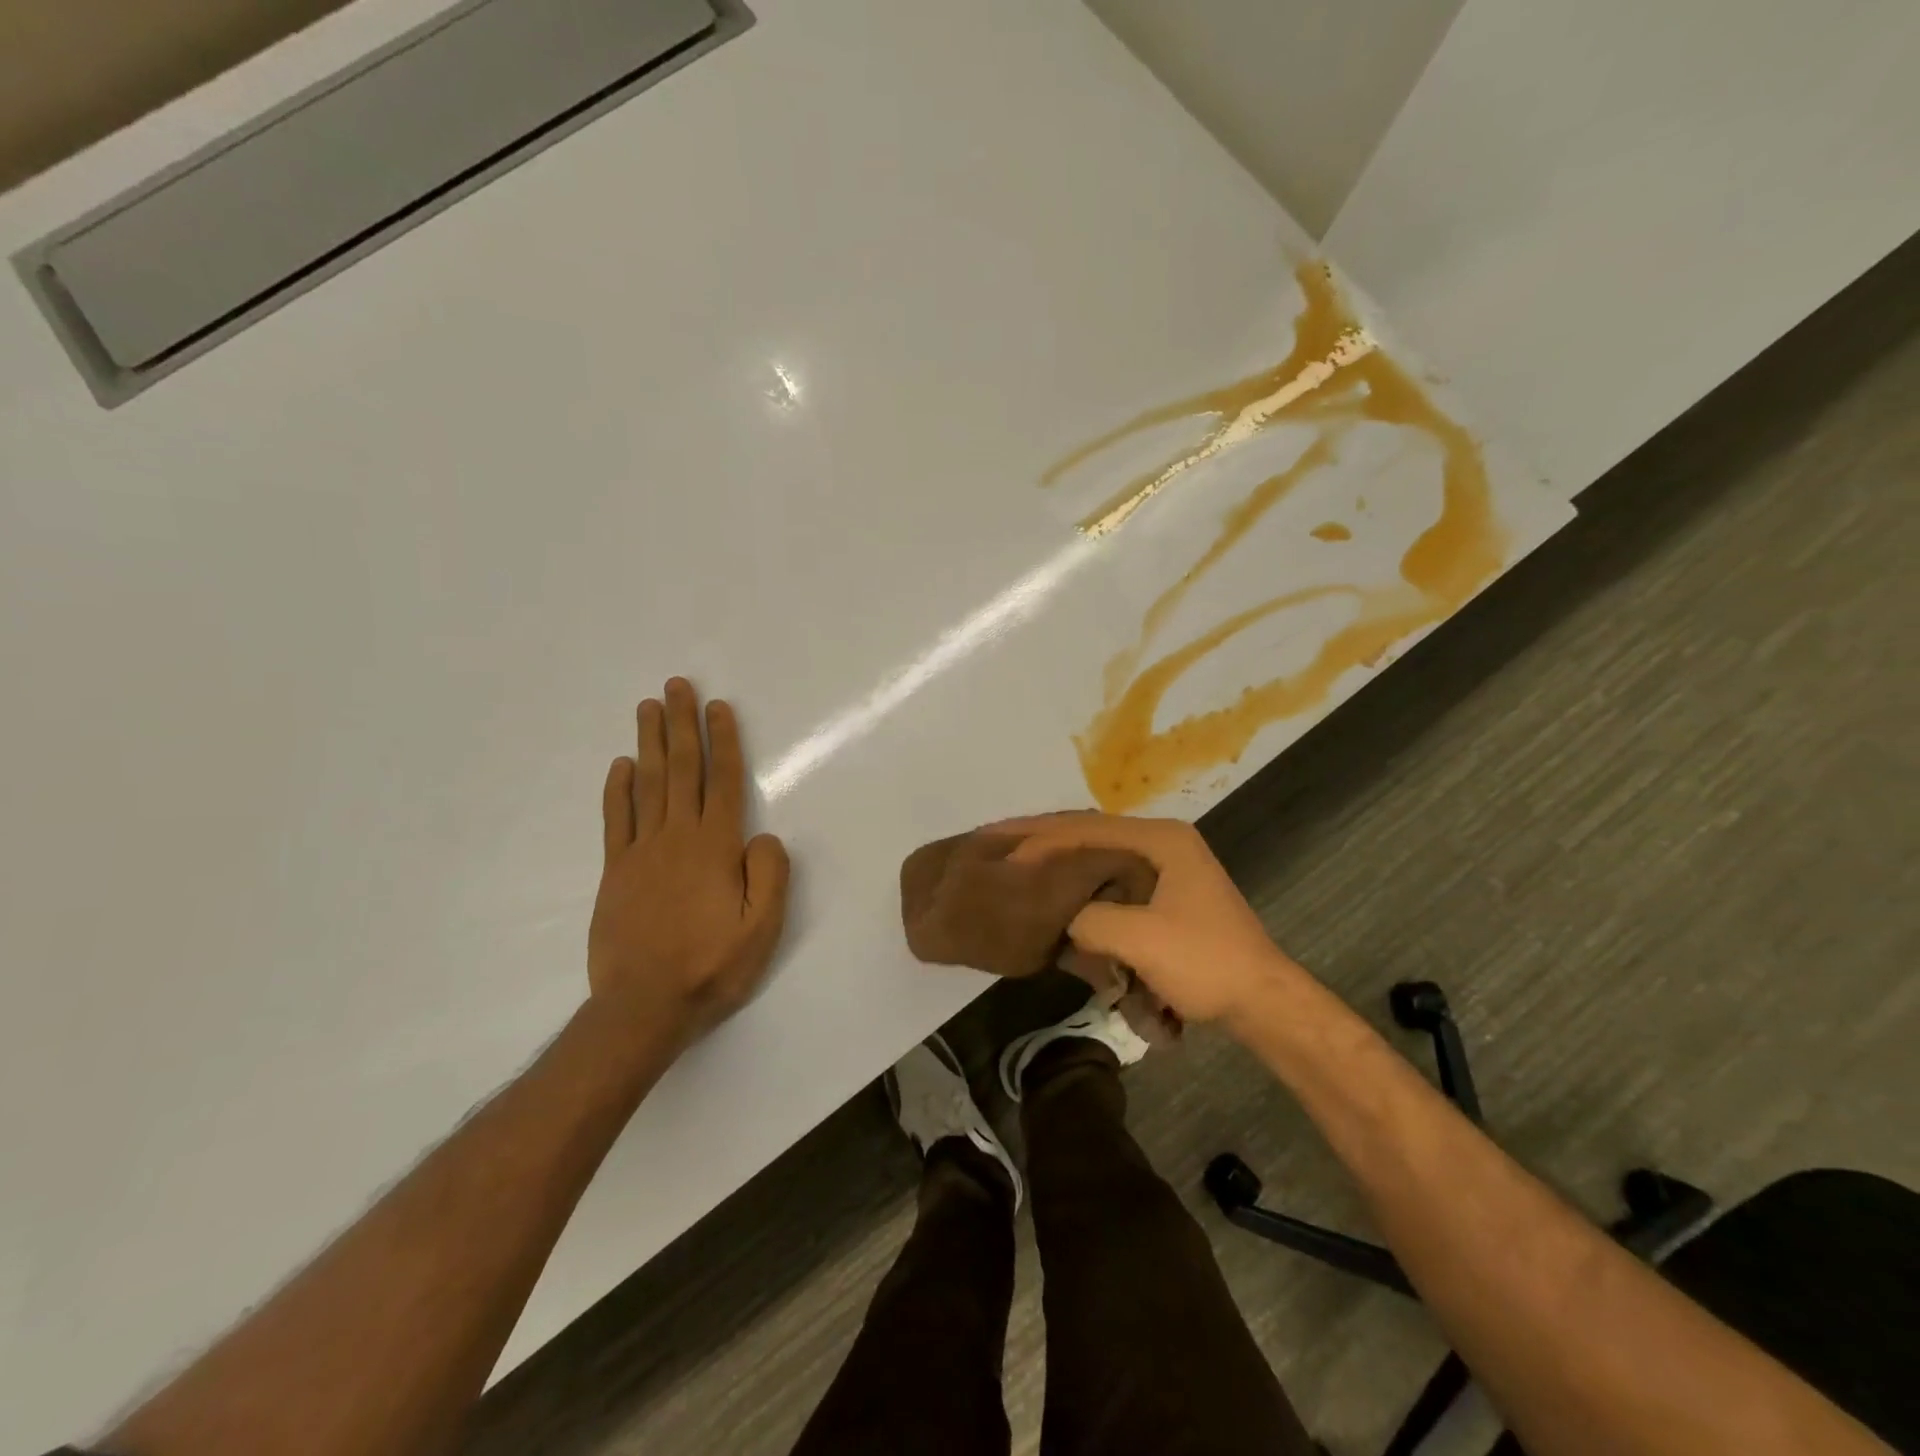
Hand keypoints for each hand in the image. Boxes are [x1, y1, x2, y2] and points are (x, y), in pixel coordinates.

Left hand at [589, 678, 790, 1047]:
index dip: (723, 741)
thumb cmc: (712, 966)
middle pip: (681, 769)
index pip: (722, 781)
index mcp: (715, 847)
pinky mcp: (616, 871)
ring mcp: (641, 852)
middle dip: (681, 724)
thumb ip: (770, 875)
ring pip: (647, 784)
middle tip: (676, 686)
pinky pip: (616, 819)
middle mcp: (677, 837)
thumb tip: (763, 836)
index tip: (718, 707)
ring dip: (649, 743)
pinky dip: (617, 789)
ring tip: (648, 707)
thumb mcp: (763, 928)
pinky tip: (620, 765)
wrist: (643, 1006)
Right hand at [994, 812, 1302, 1023]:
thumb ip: (1088, 919)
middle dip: (1046, 838)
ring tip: (1020, 860)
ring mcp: (1166, 868)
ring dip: (1063, 861)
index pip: (1086, 828)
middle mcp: (1163, 842)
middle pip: (1091, 833)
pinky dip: (1083, 886)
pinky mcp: (1165, 895)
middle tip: (999, 841)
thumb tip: (1064, 920)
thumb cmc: (1205, 961)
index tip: (1001, 848)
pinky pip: (1112, 881)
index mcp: (1161, 839)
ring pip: (1099, 856)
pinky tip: (1056, 893)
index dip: (1041, 837)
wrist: (1262, 1001)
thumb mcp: (1139, 939)